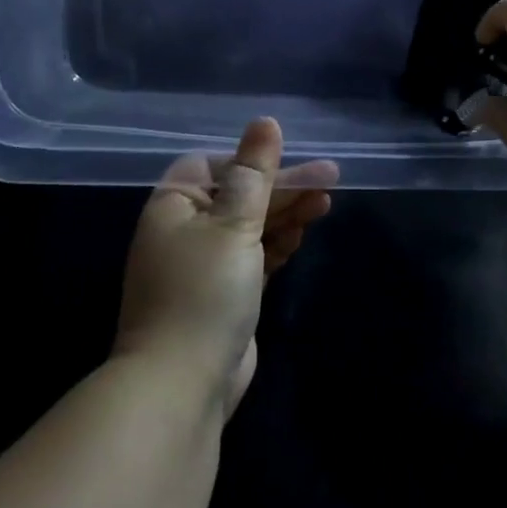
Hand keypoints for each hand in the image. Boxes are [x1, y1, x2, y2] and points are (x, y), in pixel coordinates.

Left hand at [113, 118, 336, 416]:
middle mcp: (185, 231)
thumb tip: (265, 121)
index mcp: (174, 206)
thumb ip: (255, 172)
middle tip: (332, 178)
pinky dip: (278, 243)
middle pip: (240, 195)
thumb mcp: (234, 222)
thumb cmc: (204, 290)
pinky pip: (255, 256)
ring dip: (287, 213)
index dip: (251, 160)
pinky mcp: (225, 295)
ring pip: (252, 226)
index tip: (287, 160)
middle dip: (283, 187)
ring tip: (327, 201)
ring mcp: (205, 266)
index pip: (213, 166)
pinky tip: (304, 233)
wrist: (182, 386)